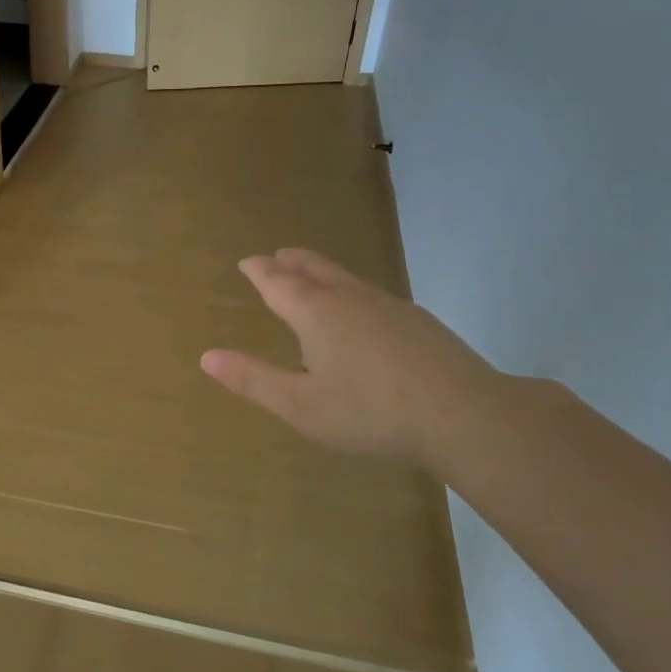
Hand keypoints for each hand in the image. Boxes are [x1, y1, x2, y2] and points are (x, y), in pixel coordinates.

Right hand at [200, 249, 494, 466]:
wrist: (464, 414)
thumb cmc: (370, 411)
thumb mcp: (300, 405)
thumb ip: (253, 380)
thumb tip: (207, 356)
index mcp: (315, 312)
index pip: (278, 281)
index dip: (259, 270)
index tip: (247, 261)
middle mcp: (349, 297)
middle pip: (314, 268)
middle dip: (291, 261)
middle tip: (277, 257)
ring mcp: (388, 305)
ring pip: (346, 278)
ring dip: (322, 272)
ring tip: (312, 277)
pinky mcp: (417, 321)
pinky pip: (370, 294)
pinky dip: (350, 292)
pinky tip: (361, 314)